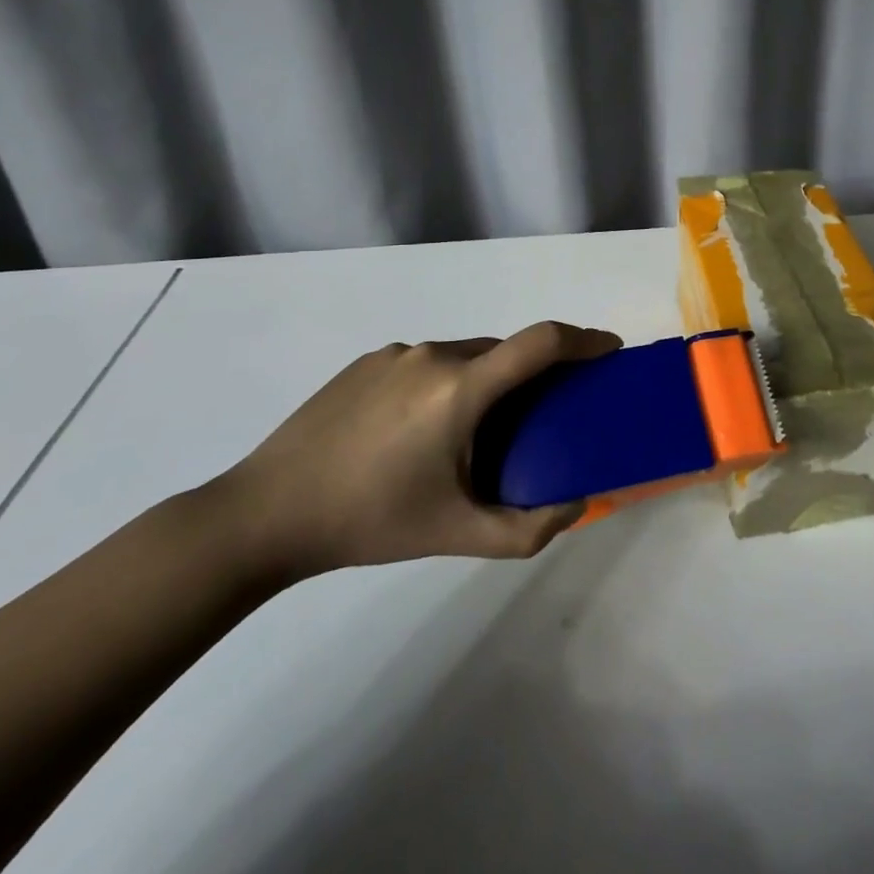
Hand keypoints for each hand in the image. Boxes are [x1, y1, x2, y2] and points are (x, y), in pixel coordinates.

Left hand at [213, 322, 620, 580]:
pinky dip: (445, 384)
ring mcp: (396, 354)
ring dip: (485, 382)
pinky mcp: (366, 361)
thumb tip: (579, 503)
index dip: (584, 338)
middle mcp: (434, 355)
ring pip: (465, 356)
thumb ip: (529, 529)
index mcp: (461, 388)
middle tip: (537, 418)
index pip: (541, 342)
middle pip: (505, 352)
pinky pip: (427, 362)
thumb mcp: (456, 535)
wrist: (264, 514)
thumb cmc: (369, 522)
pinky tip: (417, 432)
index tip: (610, 349)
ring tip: (470, 434)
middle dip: (533, 375)